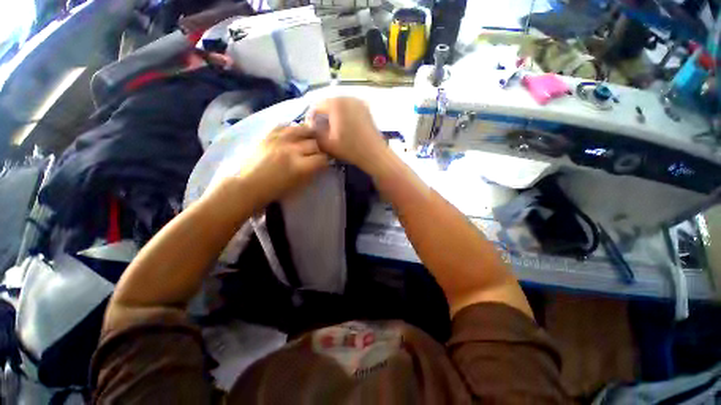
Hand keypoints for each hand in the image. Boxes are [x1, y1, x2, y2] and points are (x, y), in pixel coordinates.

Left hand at [233, 125, 328, 209]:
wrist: (247, 185)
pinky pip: (284, 126)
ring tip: (309, 138)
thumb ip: (311, 173)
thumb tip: (320, 165)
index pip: (322, 159)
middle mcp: (292, 150)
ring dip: (309, 134)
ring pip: (302, 129)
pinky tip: (294, 133)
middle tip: (318, 153)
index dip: (326, 161)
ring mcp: (279, 140)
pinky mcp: (268, 135)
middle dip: (319, 149)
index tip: (324, 163)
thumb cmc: (274, 191)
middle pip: (314, 143)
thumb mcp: (298, 185)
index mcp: (300, 166)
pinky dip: (292, 129)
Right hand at [306, 97, 387, 173]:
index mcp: (336, 103)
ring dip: (334, 116)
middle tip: (323, 132)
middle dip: (323, 117)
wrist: (375, 154)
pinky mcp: (366, 108)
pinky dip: (345, 116)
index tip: (313, 132)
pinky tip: (346, 129)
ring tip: (334, 131)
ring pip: (339, 106)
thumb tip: (311, 127)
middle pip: (328, 104)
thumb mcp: (327, 143)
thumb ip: (314, 133)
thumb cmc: (350, 149)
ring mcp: (359, 102)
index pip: (316, 106)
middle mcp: (347, 97)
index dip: (311, 119)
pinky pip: (350, 109)